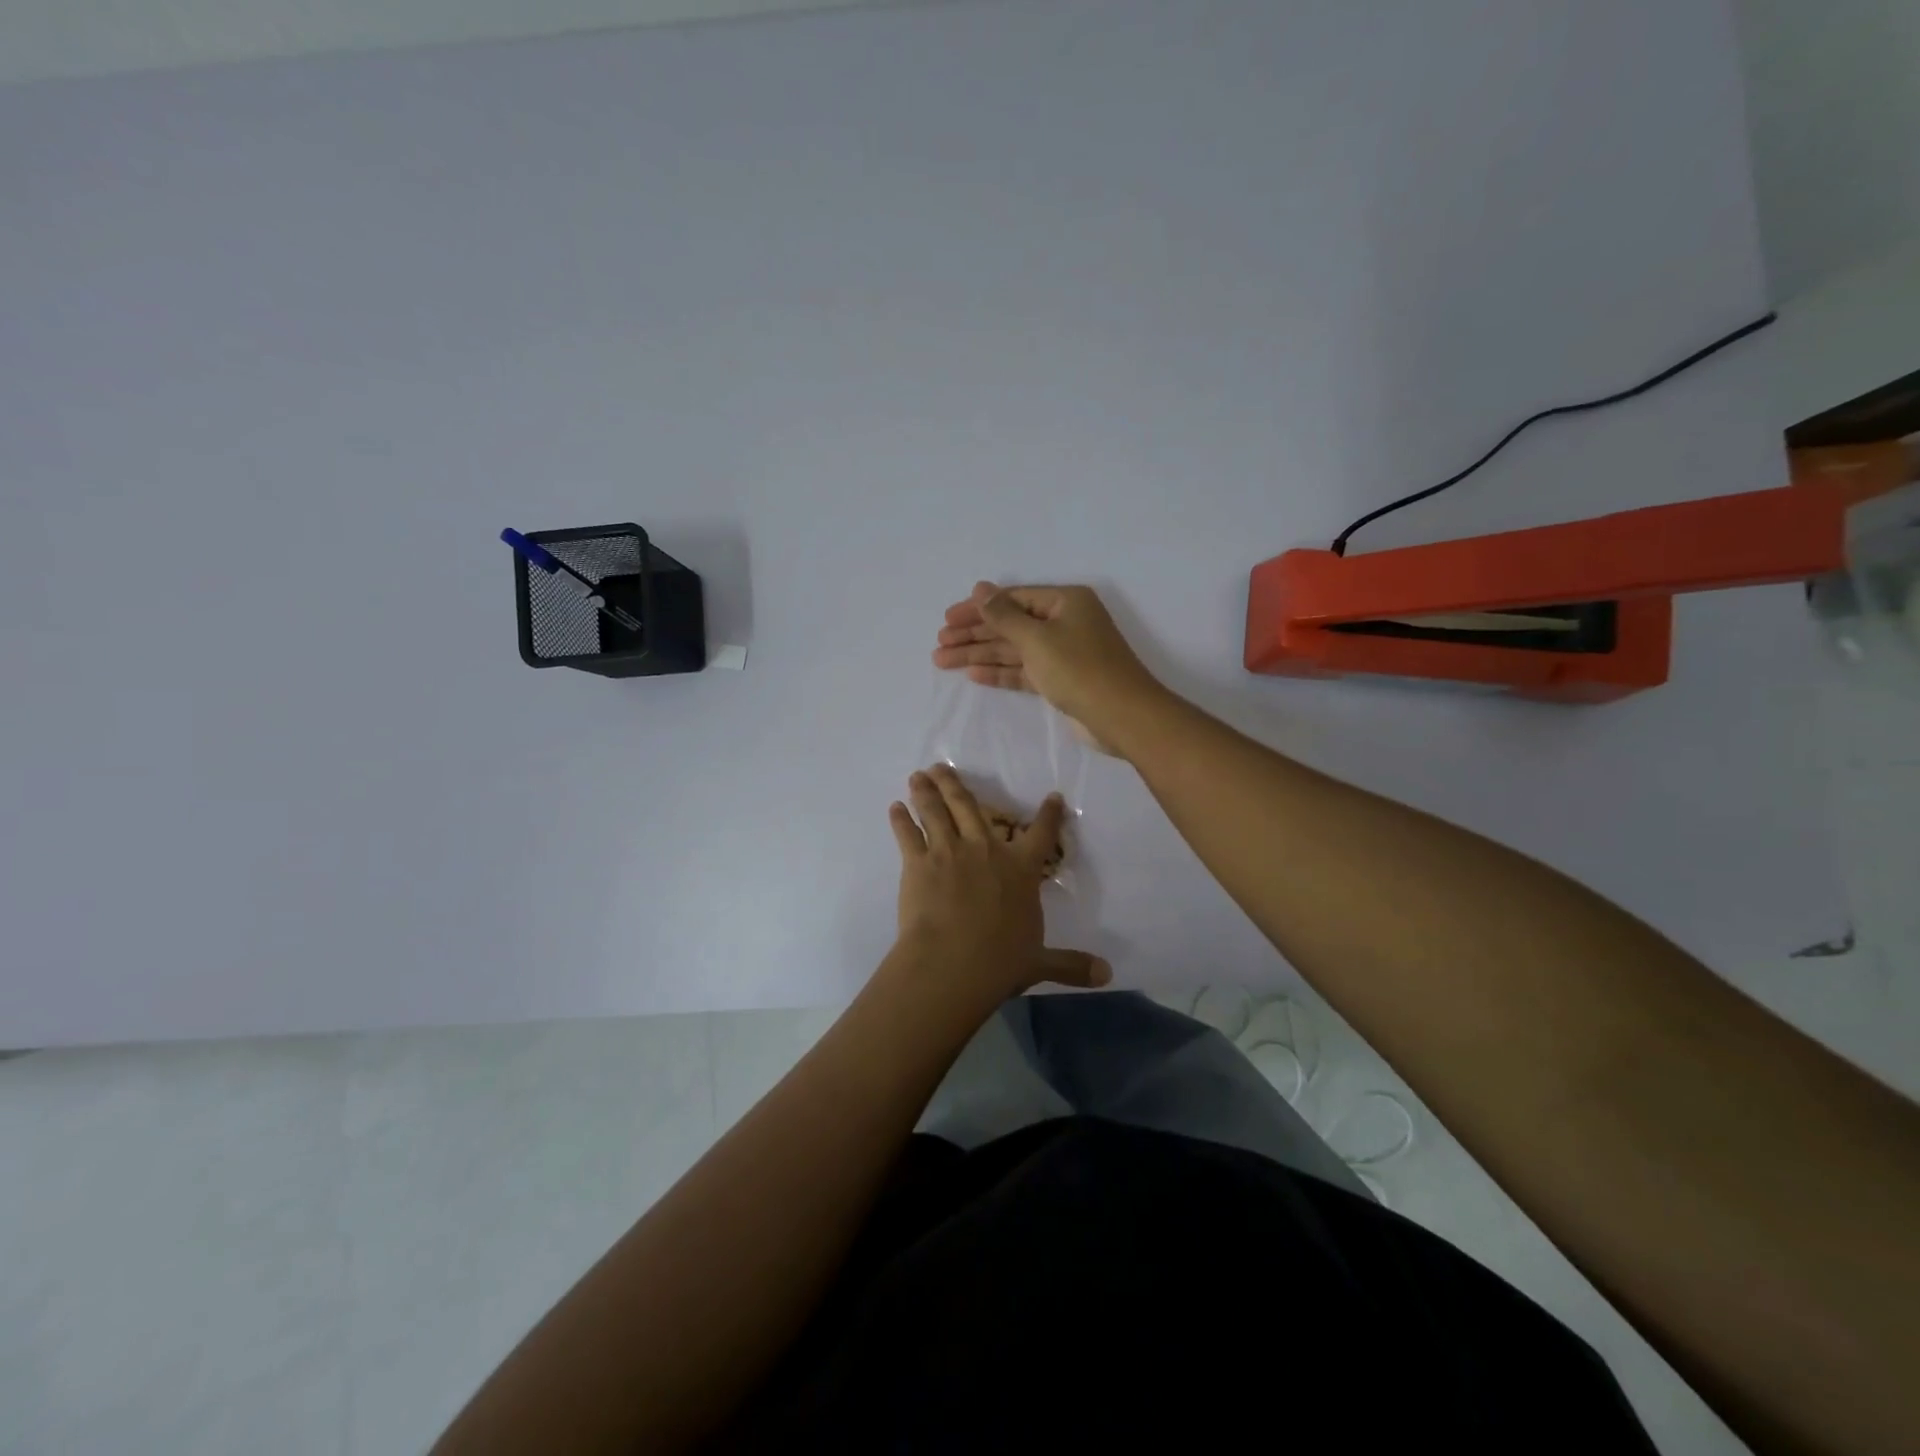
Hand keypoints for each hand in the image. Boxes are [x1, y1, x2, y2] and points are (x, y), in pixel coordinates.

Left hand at [889, 764, 1109, 1002]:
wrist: (953, 963)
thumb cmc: (1000, 962)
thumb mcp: (1040, 963)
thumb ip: (1071, 964)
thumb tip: (1107, 975)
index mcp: (1020, 870)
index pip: (1041, 835)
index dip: (1049, 815)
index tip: (1052, 796)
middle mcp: (985, 851)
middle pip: (970, 807)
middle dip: (956, 785)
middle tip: (942, 766)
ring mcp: (949, 852)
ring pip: (937, 812)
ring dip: (927, 792)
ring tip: (918, 775)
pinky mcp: (918, 863)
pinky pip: (908, 835)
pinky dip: (900, 820)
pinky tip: (894, 808)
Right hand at [932, 582, 1165, 753]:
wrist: (1121, 716)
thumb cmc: (1079, 669)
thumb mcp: (1037, 638)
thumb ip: (1004, 615)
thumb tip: (981, 588)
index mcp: (1064, 602)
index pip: (1012, 599)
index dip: (977, 609)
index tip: (947, 620)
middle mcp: (1064, 622)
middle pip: (1010, 624)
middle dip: (974, 634)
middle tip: (939, 644)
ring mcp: (1062, 652)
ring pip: (1013, 649)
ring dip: (979, 654)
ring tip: (942, 661)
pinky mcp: (1060, 680)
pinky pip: (1023, 670)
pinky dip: (999, 672)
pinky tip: (973, 674)